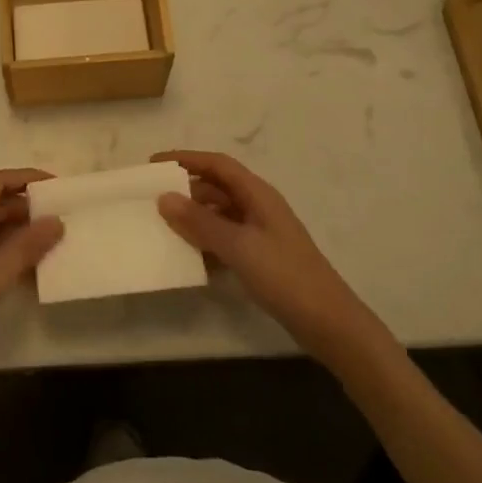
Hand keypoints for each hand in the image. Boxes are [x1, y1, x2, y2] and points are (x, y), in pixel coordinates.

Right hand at [153, 150, 387, 363]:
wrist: (329, 323)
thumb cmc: (284, 275)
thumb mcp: (238, 246)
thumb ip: (200, 222)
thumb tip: (164, 197)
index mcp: (257, 194)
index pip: (217, 164)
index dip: (186, 159)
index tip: (154, 164)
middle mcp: (258, 206)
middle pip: (217, 187)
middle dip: (186, 190)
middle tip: (152, 199)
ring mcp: (261, 233)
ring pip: (220, 215)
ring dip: (195, 219)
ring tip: (164, 228)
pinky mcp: (261, 258)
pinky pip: (226, 240)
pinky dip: (207, 243)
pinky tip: (189, 258)